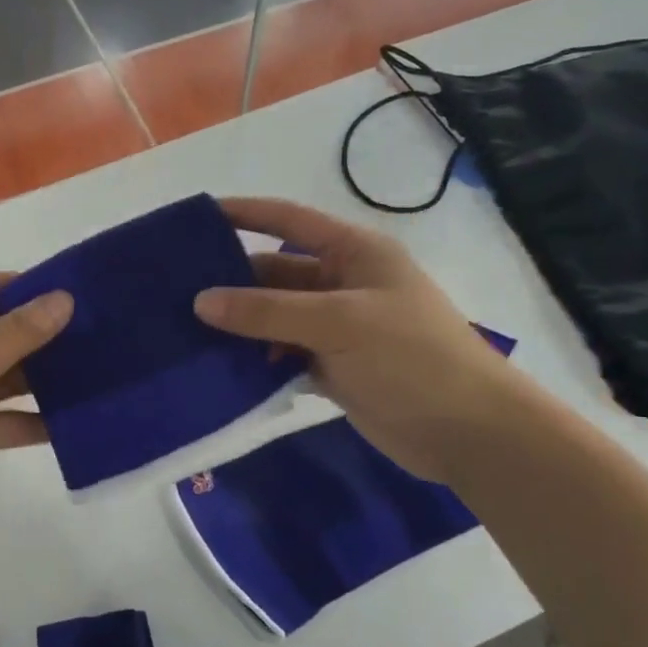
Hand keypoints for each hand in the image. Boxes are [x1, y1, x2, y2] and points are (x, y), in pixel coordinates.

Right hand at [193, 198, 526, 483]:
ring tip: (189, 331)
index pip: (289, 221)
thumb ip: (267, 311)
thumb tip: (201, 302)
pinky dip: (257, 358)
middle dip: (233, 282)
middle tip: (177, 291)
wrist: (470, 433)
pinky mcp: (333, 366)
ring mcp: (337, 328)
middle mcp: (343, 283)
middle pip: (275, 273)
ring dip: (241, 324)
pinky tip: (223, 367)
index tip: (200, 217)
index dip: (246, 213)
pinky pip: (282, 352)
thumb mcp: (338, 323)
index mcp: (354, 253)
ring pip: (275, 317)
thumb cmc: (411, 358)